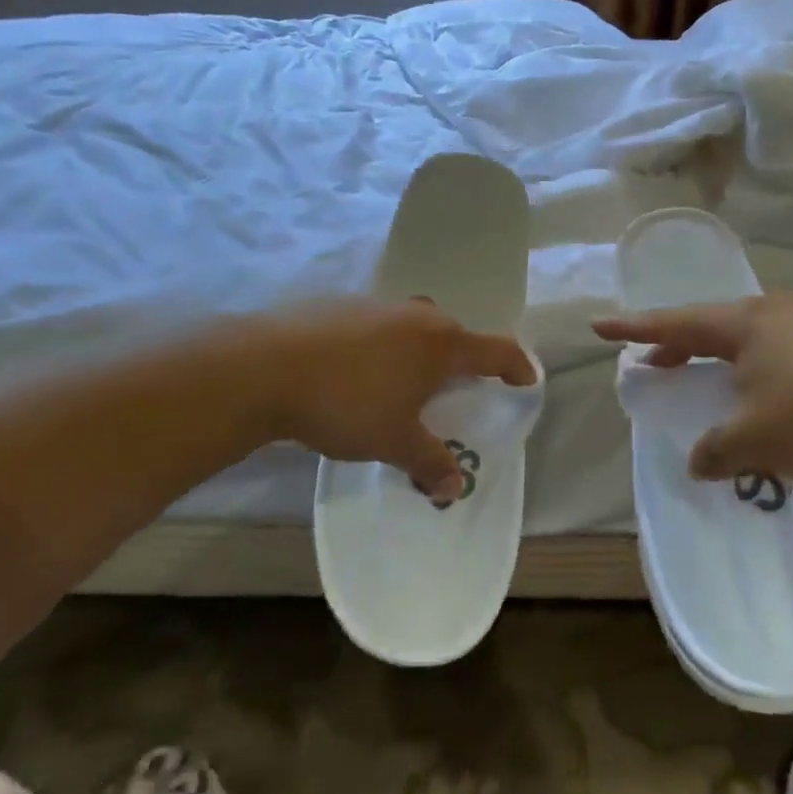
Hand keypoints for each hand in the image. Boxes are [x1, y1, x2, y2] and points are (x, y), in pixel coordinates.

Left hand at [256, 299, 536, 501]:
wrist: (265, 367)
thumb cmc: (347, 403)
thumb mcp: (394, 441)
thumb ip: (429, 462)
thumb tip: (454, 488)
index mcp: (441, 343)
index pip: (496, 351)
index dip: (516, 367)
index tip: (526, 380)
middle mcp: (416, 315)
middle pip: (455, 334)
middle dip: (462, 360)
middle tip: (457, 390)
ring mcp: (376, 305)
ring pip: (414, 326)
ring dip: (419, 351)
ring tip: (405, 382)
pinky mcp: (340, 306)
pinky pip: (379, 326)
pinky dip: (383, 346)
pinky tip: (358, 371)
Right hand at [593, 293, 792, 484]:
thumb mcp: (753, 439)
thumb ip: (716, 450)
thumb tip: (699, 462)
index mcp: (745, 323)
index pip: (675, 323)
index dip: (633, 328)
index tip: (599, 325)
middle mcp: (775, 316)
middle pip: (711, 326)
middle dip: (678, 345)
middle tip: (653, 362)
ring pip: (747, 342)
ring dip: (718, 362)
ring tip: (704, 382)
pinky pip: (777, 357)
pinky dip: (753, 375)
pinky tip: (760, 400)